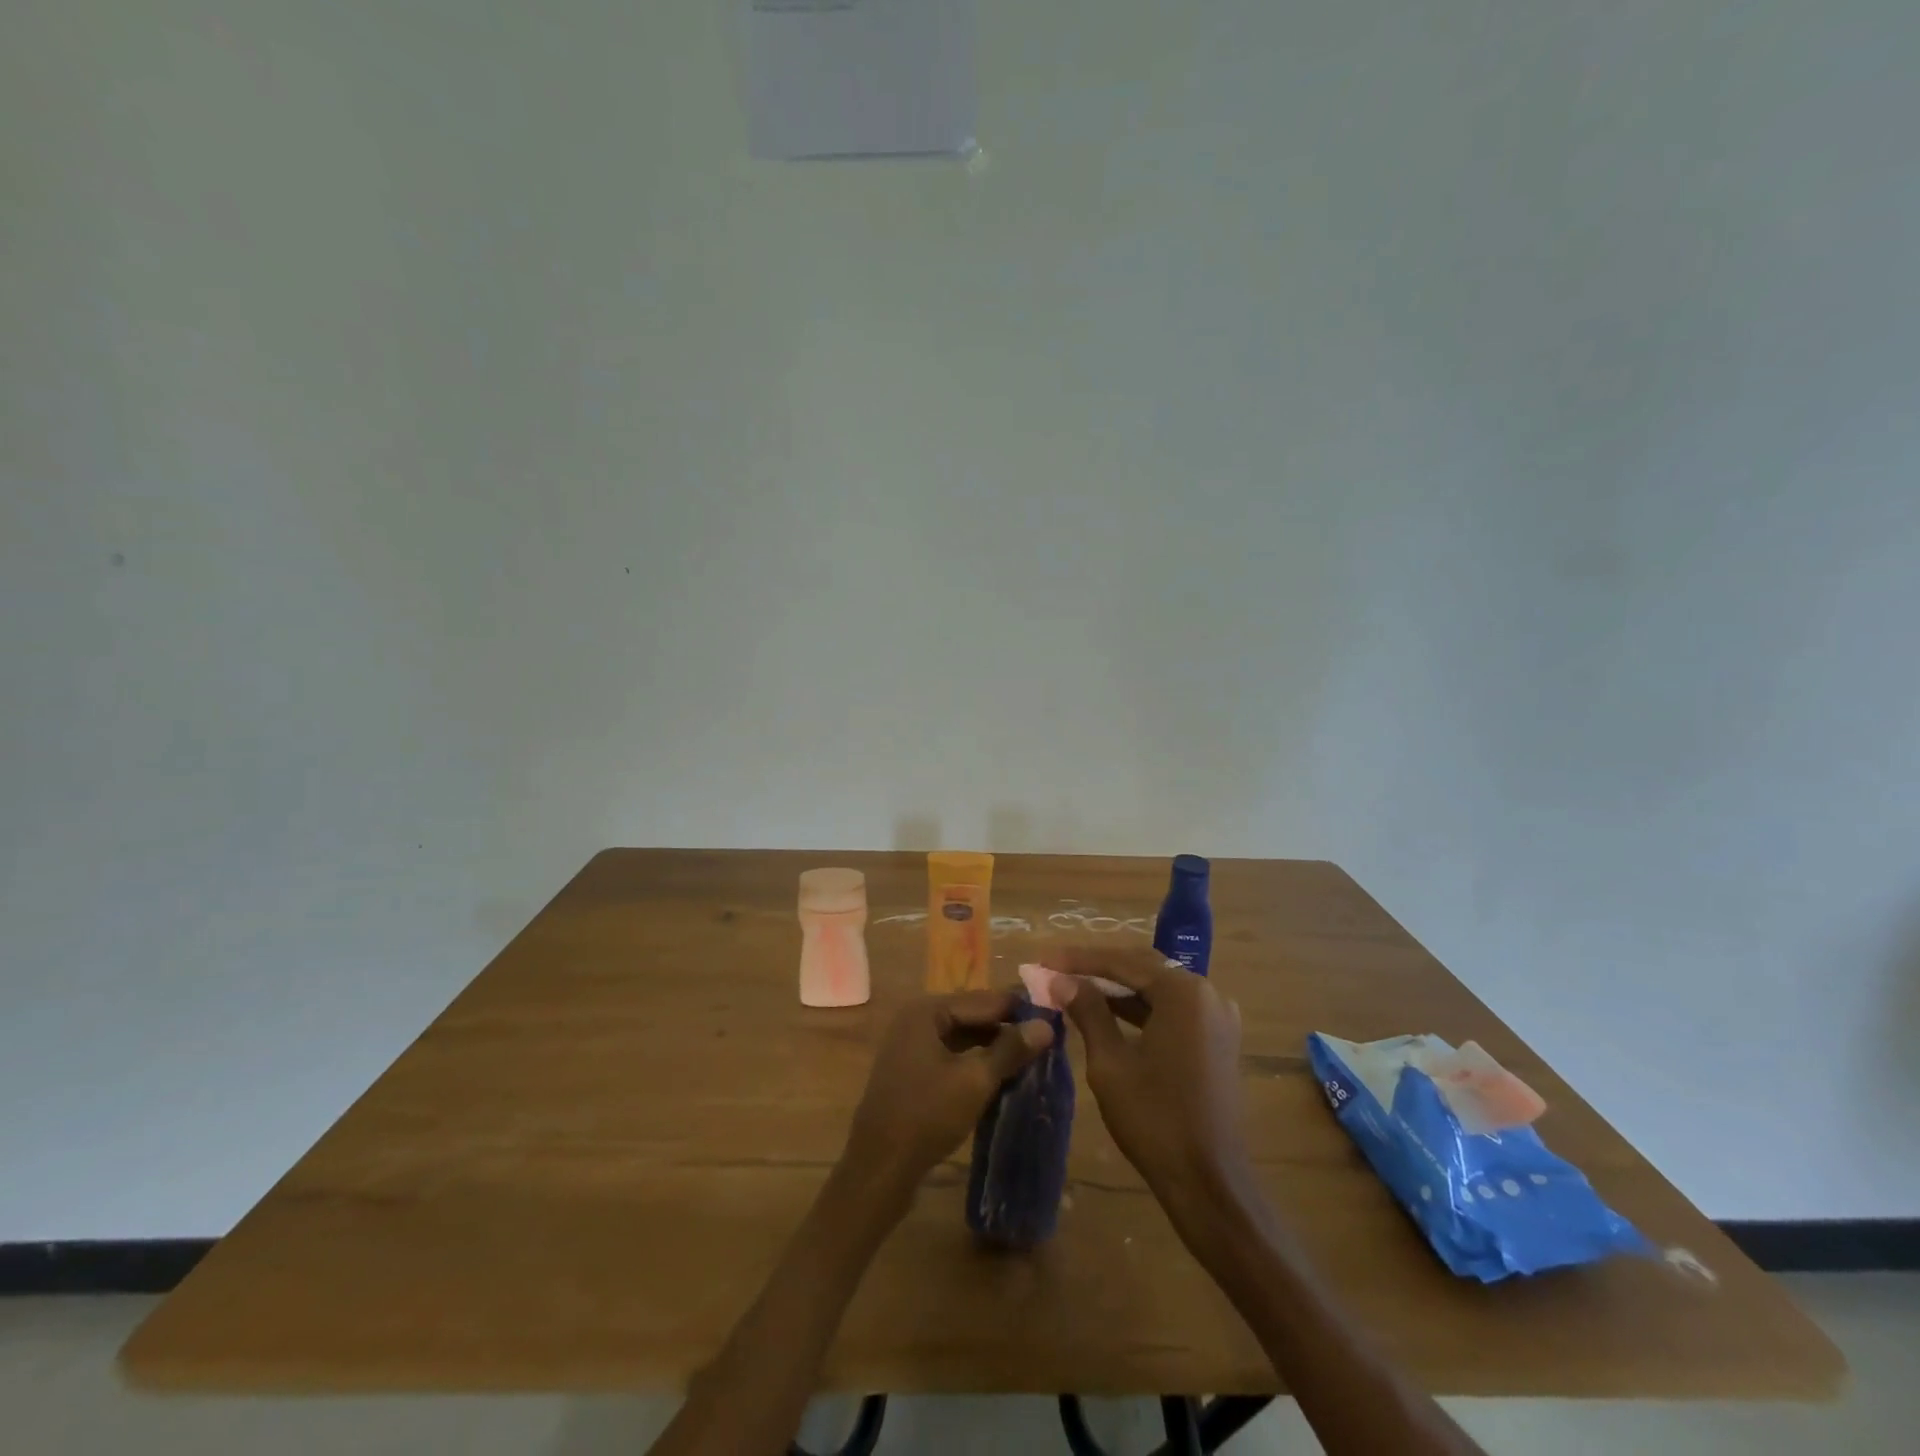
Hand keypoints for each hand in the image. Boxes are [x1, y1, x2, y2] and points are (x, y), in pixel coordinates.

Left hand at [841, 991, 1053, 1196]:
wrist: (879, 1168)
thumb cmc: (927, 1115)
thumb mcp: (975, 1081)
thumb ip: (1010, 1049)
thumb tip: (1046, 1025)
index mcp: (927, 1011)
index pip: (984, 999)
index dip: (1019, 1008)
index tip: (1054, 1015)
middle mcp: (917, 1019)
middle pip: (972, 1015)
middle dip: (1007, 1027)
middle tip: (1047, 1038)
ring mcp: (911, 1045)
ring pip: (962, 1036)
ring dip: (993, 1045)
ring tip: (1030, 1056)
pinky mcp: (912, 1070)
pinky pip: (951, 1054)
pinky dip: (975, 1061)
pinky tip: (1000, 1074)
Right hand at [1048, 947, 1248, 1200]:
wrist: (1209, 1184)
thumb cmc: (1155, 1120)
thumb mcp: (1110, 1063)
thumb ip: (1087, 1012)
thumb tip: (1059, 979)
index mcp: (1184, 993)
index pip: (1123, 962)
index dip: (1079, 960)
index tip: (1043, 959)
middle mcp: (1207, 994)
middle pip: (1142, 968)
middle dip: (1097, 969)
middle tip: (1056, 970)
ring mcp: (1216, 1017)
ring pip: (1157, 988)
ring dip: (1117, 988)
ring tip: (1074, 988)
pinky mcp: (1217, 1040)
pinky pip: (1172, 1010)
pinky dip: (1140, 1008)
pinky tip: (1108, 1013)